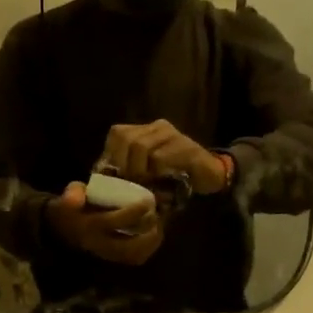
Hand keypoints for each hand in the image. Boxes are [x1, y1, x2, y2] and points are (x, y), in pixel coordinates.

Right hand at [45, 182, 162, 264]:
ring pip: (133, 256)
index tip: (148, 202)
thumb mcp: (68, 197)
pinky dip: (146, 250)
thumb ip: (74, 193)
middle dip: (147, 233)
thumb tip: (79, 193)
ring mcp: (105, 255)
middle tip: (155, 217)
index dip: (134, 212)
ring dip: (150, 244)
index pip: (114, 222)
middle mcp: (98, 244)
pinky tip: (153, 238)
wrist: (61, 230)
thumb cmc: (69, 209)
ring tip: (158, 228)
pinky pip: (132, 260)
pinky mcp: (111, 259)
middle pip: (128, 246)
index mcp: (88, 227)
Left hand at [101, 120, 228, 195]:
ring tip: (144, 184)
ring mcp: (172, 135)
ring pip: (140, 146)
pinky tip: (159, 183)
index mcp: (145, 131)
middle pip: (126, 138)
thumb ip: (128, 170)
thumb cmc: (174, 177)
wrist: (209, 177)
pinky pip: (159, 158)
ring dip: (138, 170)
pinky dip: (154, 174)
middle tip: (130, 183)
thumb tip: (103, 178)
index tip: (115, 177)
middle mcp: (157, 128)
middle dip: (123, 164)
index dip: (111, 155)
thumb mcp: (146, 173)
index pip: (117, 133)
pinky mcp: (186, 147)